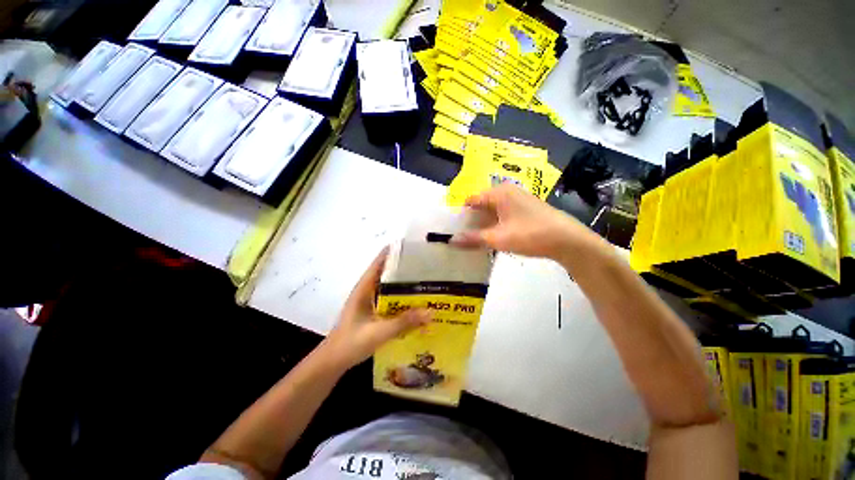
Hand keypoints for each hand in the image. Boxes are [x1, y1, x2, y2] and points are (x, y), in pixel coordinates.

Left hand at [321, 247, 430, 370]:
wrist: (333, 362)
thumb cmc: (351, 343)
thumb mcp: (379, 332)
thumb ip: (404, 322)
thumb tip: (431, 312)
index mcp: (364, 288)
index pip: (379, 262)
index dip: (393, 252)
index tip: (412, 247)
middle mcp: (367, 290)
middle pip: (387, 272)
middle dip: (404, 267)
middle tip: (426, 264)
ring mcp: (369, 301)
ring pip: (389, 286)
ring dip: (403, 283)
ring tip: (425, 280)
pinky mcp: (373, 311)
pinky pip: (389, 298)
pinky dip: (401, 297)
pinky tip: (414, 301)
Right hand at [452, 184, 599, 259]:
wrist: (569, 240)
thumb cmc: (531, 234)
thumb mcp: (498, 238)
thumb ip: (473, 239)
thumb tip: (451, 240)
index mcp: (499, 192)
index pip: (472, 200)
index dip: (462, 215)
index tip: (454, 229)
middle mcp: (508, 191)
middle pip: (482, 205)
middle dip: (472, 220)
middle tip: (464, 236)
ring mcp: (518, 199)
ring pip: (493, 210)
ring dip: (484, 224)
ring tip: (476, 239)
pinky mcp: (526, 209)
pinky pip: (503, 214)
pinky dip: (496, 224)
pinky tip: (494, 237)